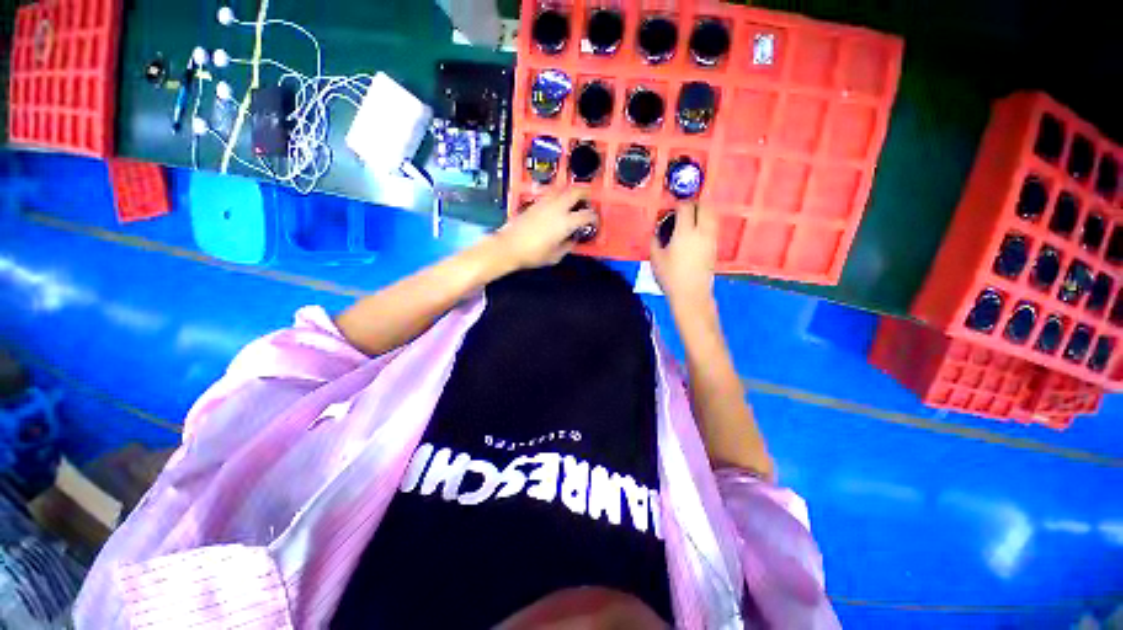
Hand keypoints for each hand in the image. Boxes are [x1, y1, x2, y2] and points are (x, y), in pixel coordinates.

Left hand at [493, 189, 598, 269]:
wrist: (508, 246)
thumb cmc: (533, 254)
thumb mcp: (555, 256)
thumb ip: (568, 246)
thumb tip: (572, 240)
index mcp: (565, 222)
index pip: (587, 214)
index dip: (594, 217)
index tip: (595, 221)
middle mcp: (557, 207)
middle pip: (576, 191)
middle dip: (586, 193)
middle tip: (589, 199)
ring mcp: (545, 202)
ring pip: (563, 188)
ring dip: (571, 191)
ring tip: (574, 199)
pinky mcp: (535, 203)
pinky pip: (551, 193)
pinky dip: (559, 195)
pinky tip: (558, 204)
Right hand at [649, 202, 716, 309]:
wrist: (691, 294)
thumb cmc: (670, 277)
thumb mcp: (655, 258)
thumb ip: (655, 240)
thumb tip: (657, 230)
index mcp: (685, 233)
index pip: (686, 207)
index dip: (678, 203)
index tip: (671, 207)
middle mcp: (702, 232)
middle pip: (704, 206)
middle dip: (694, 203)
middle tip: (683, 209)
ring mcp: (711, 239)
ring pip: (712, 215)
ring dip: (702, 211)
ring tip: (690, 218)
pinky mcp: (715, 247)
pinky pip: (713, 226)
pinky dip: (706, 222)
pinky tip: (695, 231)